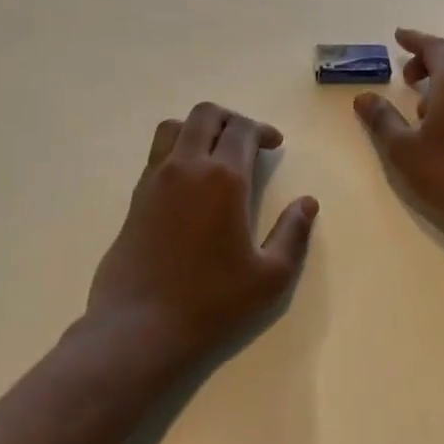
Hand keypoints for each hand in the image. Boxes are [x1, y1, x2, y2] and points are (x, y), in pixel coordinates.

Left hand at [84, 103, 318, 373]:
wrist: (139, 328)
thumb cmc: (211, 303)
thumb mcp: (270, 276)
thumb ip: (293, 233)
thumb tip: (307, 203)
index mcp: (223, 178)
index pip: (241, 129)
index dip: (262, 130)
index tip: (274, 145)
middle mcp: (186, 167)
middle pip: (205, 115)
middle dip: (231, 119)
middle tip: (249, 142)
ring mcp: (155, 180)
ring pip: (174, 127)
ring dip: (200, 129)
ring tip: (217, 153)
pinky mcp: (135, 198)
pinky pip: (158, 153)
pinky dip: (179, 149)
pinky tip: (192, 182)